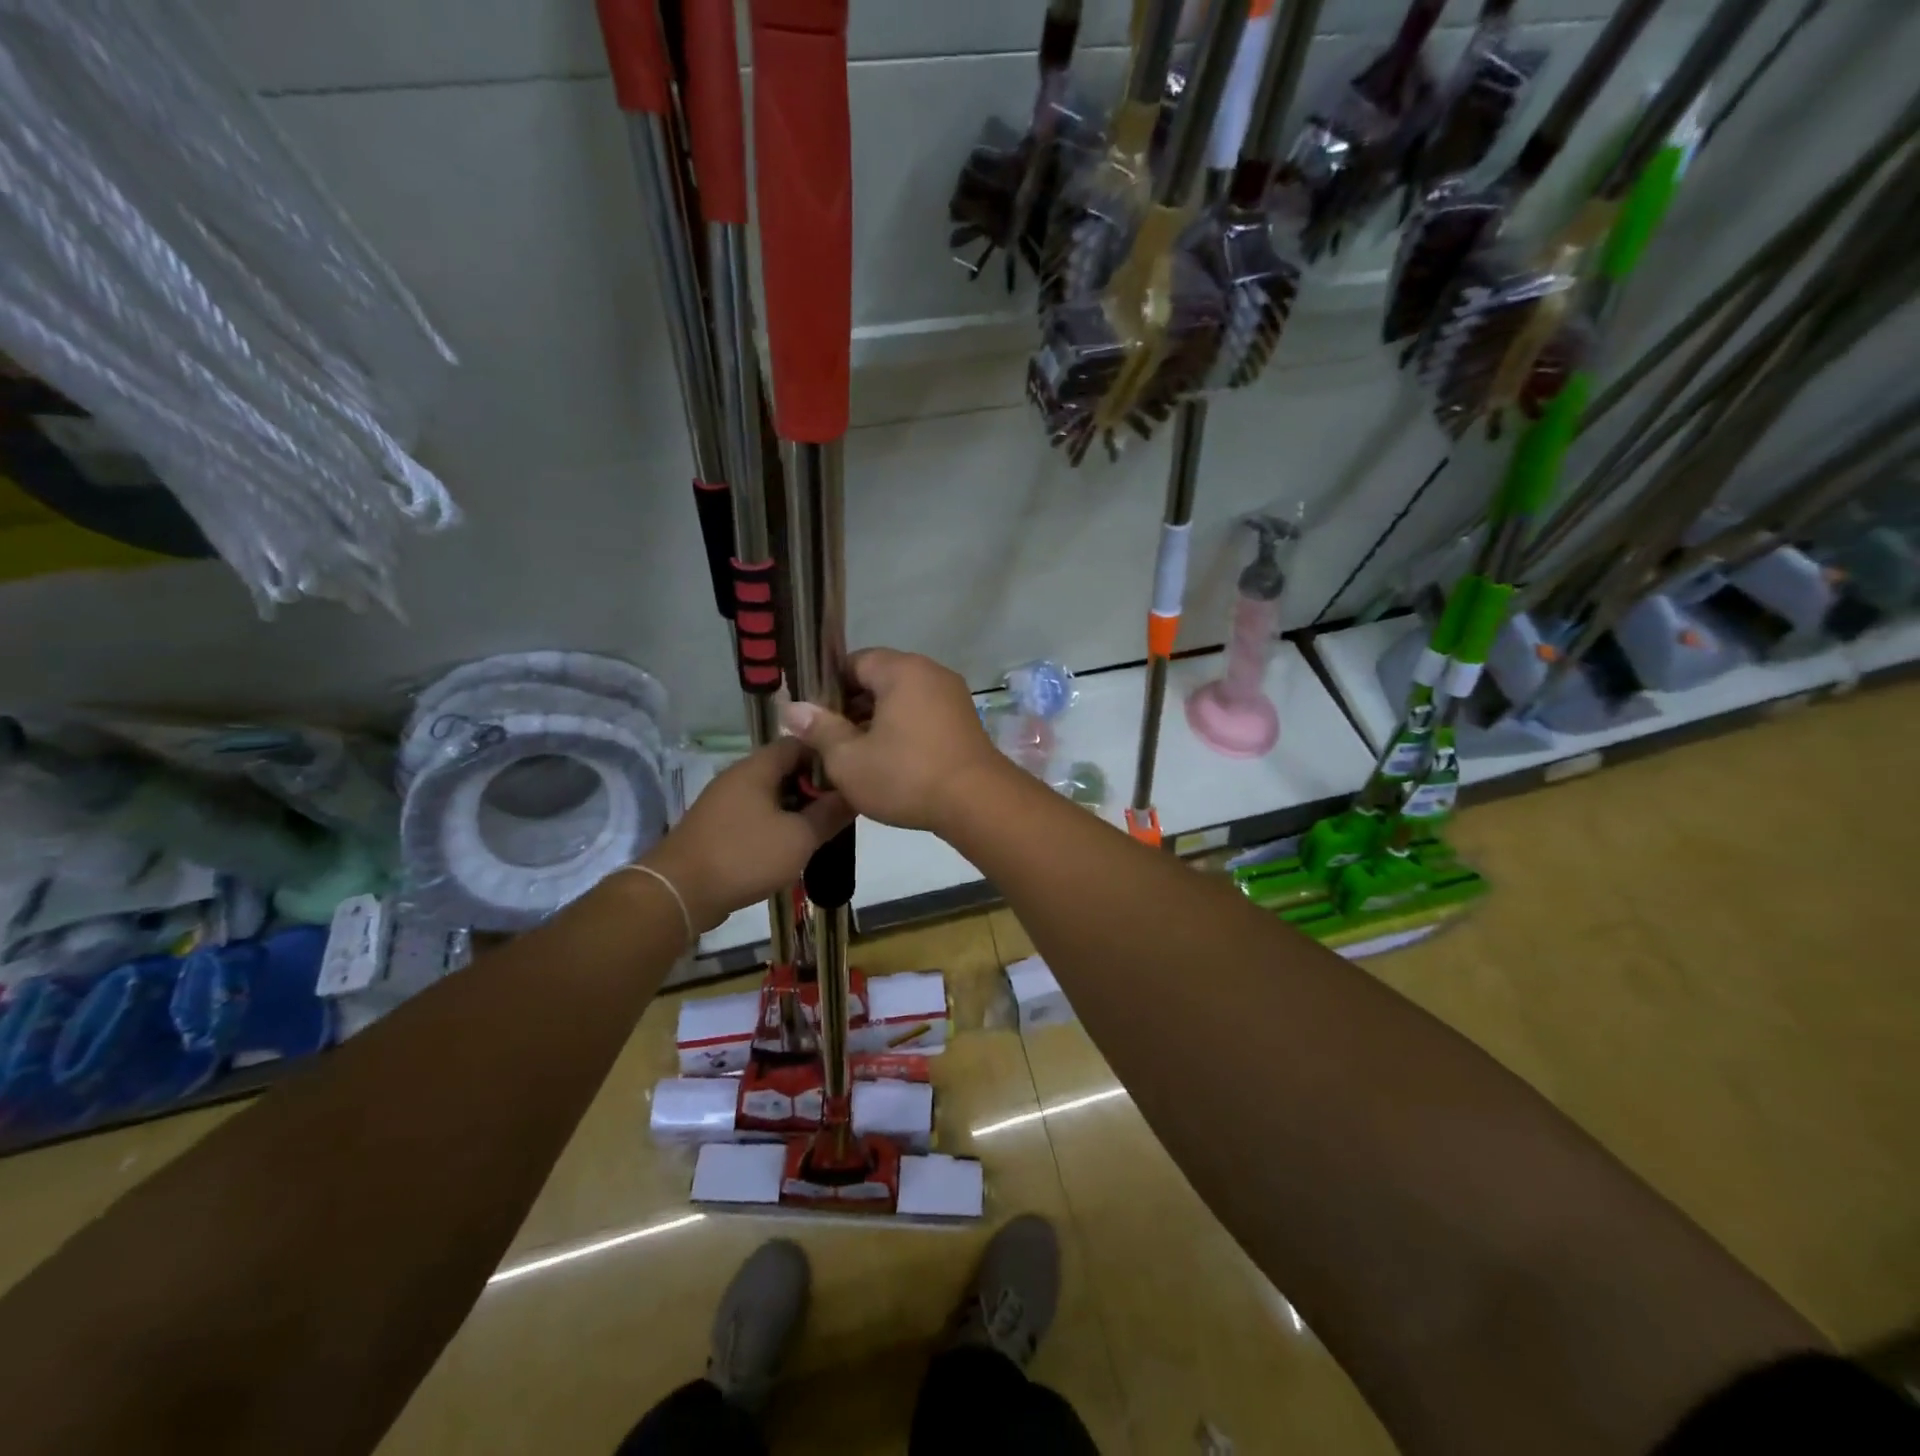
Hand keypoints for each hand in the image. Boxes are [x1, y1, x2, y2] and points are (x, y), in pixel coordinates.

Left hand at [641, 738, 850, 928]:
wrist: (679, 892)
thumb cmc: (745, 856)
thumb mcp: (800, 837)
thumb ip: (830, 813)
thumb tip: (855, 793)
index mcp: (758, 767)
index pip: (801, 742)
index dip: (829, 755)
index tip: (851, 775)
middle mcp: (739, 776)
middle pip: (786, 768)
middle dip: (816, 785)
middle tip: (842, 806)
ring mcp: (725, 801)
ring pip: (772, 794)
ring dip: (798, 807)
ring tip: (824, 827)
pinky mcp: (718, 827)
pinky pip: (756, 814)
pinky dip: (778, 823)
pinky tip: (793, 844)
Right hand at [780, 648, 1012, 832]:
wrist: (978, 803)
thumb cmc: (907, 776)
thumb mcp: (849, 759)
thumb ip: (820, 729)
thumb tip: (792, 708)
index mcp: (901, 670)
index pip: (854, 662)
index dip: (829, 689)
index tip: (815, 719)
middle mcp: (930, 672)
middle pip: (879, 679)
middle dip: (852, 707)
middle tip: (832, 742)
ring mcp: (953, 696)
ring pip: (902, 700)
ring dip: (878, 722)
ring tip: (859, 756)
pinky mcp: (965, 721)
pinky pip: (923, 715)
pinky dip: (904, 730)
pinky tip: (891, 762)